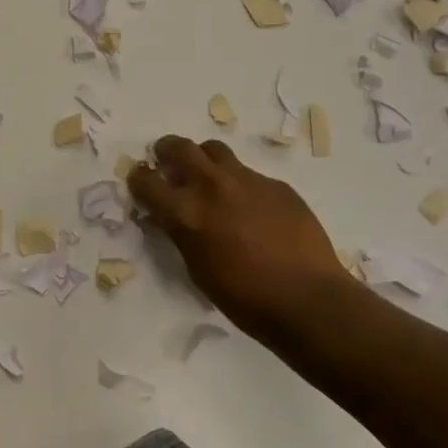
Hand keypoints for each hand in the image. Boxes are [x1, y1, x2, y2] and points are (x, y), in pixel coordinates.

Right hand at [127, 136, 361, 347]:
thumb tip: (173, 218)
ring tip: (209, 178)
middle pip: (179, 147)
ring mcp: (247, 180)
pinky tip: (252, 209)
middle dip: (166, 151)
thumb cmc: (245, 298)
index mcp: (185, 212)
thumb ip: (181, 234)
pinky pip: (249, 174)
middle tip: (168, 163)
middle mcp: (212, 186)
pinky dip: (240, 184)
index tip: (141, 182)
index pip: (146, 180)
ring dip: (204, 160)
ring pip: (215, 151)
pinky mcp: (276, 184)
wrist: (308, 299)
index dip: (139, 180)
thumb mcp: (197, 269)